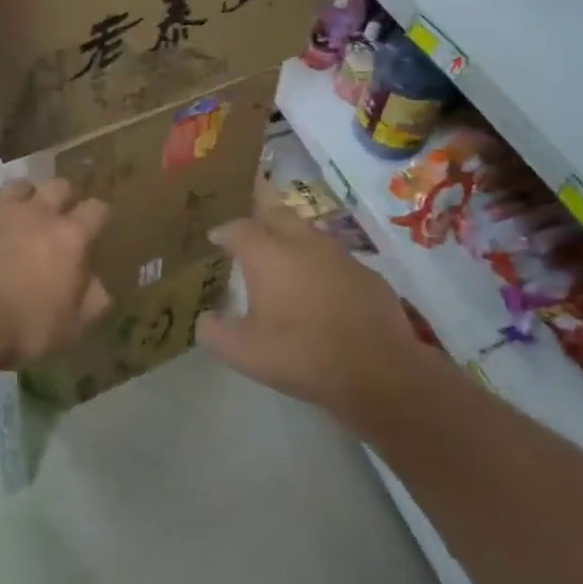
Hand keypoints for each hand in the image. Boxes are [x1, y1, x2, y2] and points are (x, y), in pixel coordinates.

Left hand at [0, 178, 111, 369]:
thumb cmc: (24, 327)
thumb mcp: (71, 328)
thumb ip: (93, 302)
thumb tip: (100, 288)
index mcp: (70, 237)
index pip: (96, 210)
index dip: (99, 215)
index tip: (96, 226)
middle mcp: (37, 213)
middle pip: (58, 185)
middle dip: (62, 197)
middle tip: (57, 217)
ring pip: (18, 186)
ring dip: (22, 198)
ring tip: (17, 217)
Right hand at [196, 201, 422, 419]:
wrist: (378, 370)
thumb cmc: (302, 355)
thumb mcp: (245, 353)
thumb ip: (215, 333)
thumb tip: (204, 319)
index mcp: (268, 255)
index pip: (239, 228)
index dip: (224, 232)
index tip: (216, 239)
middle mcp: (302, 242)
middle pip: (277, 213)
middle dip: (259, 215)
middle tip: (249, 232)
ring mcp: (339, 254)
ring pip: (309, 232)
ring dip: (291, 238)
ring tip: (283, 257)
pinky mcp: (366, 273)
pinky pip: (335, 258)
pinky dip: (320, 264)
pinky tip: (320, 287)